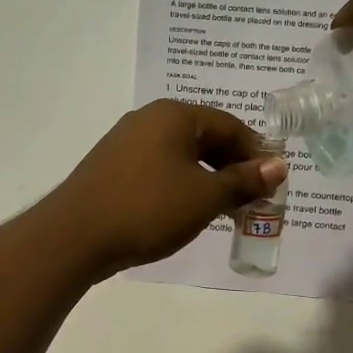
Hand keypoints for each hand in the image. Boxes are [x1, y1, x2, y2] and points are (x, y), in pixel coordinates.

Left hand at [42, 101, 286, 274]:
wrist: (74, 236)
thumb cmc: (148, 209)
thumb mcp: (204, 197)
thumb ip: (243, 181)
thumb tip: (279, 166)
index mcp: (174, 115)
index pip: (230, 125)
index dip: (256, 154)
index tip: (272, 184)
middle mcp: (149, 119)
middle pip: (205, 137)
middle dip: (232, 168)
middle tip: (251, 200)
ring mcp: (126, 142)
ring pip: (181, 155)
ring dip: (207, 178)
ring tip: (223, 210)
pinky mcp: (112, 167)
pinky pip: (158, 168)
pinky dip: (180, 184)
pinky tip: (185, 211)